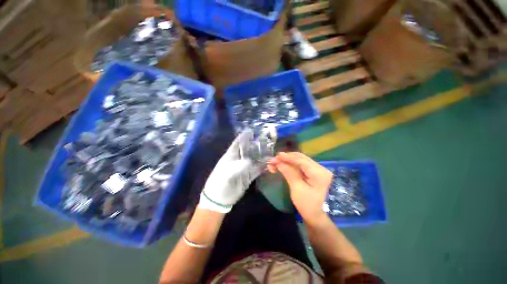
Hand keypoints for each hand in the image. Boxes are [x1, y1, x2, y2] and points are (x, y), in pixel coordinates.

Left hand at [198, 130, 262, 212]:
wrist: (219, 199)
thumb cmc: (219, 183)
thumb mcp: (226, 174)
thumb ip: (238, 167)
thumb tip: (250, 161)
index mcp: (230, 156)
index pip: (237, 143)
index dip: (244, 137)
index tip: (252, 131)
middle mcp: (238, 160)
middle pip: (248, 150)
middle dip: (256, 145)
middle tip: (265, 140)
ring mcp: (244, 168)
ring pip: (254, 159)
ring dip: (261, 155)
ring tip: (270, 150)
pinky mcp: (248, 176)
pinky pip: (257, 169)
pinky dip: (263, 166)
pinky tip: (269, 163)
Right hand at [269, 152, 332, 224]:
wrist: (316, 216)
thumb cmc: (307, 205)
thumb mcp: (297, 189)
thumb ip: (289, 173)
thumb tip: (279, 162)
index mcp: (319, 173)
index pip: (301, 160)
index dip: (288, 157)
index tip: (276, 156)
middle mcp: (320, 168)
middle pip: (300, 158)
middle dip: (286, 158)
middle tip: (273, 160)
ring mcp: (317, 169)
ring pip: (299, 160)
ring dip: (287, 161)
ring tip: (275, 163)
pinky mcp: (313, 172)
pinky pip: (300, 165)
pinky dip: (290, 165)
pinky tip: (282, 166)